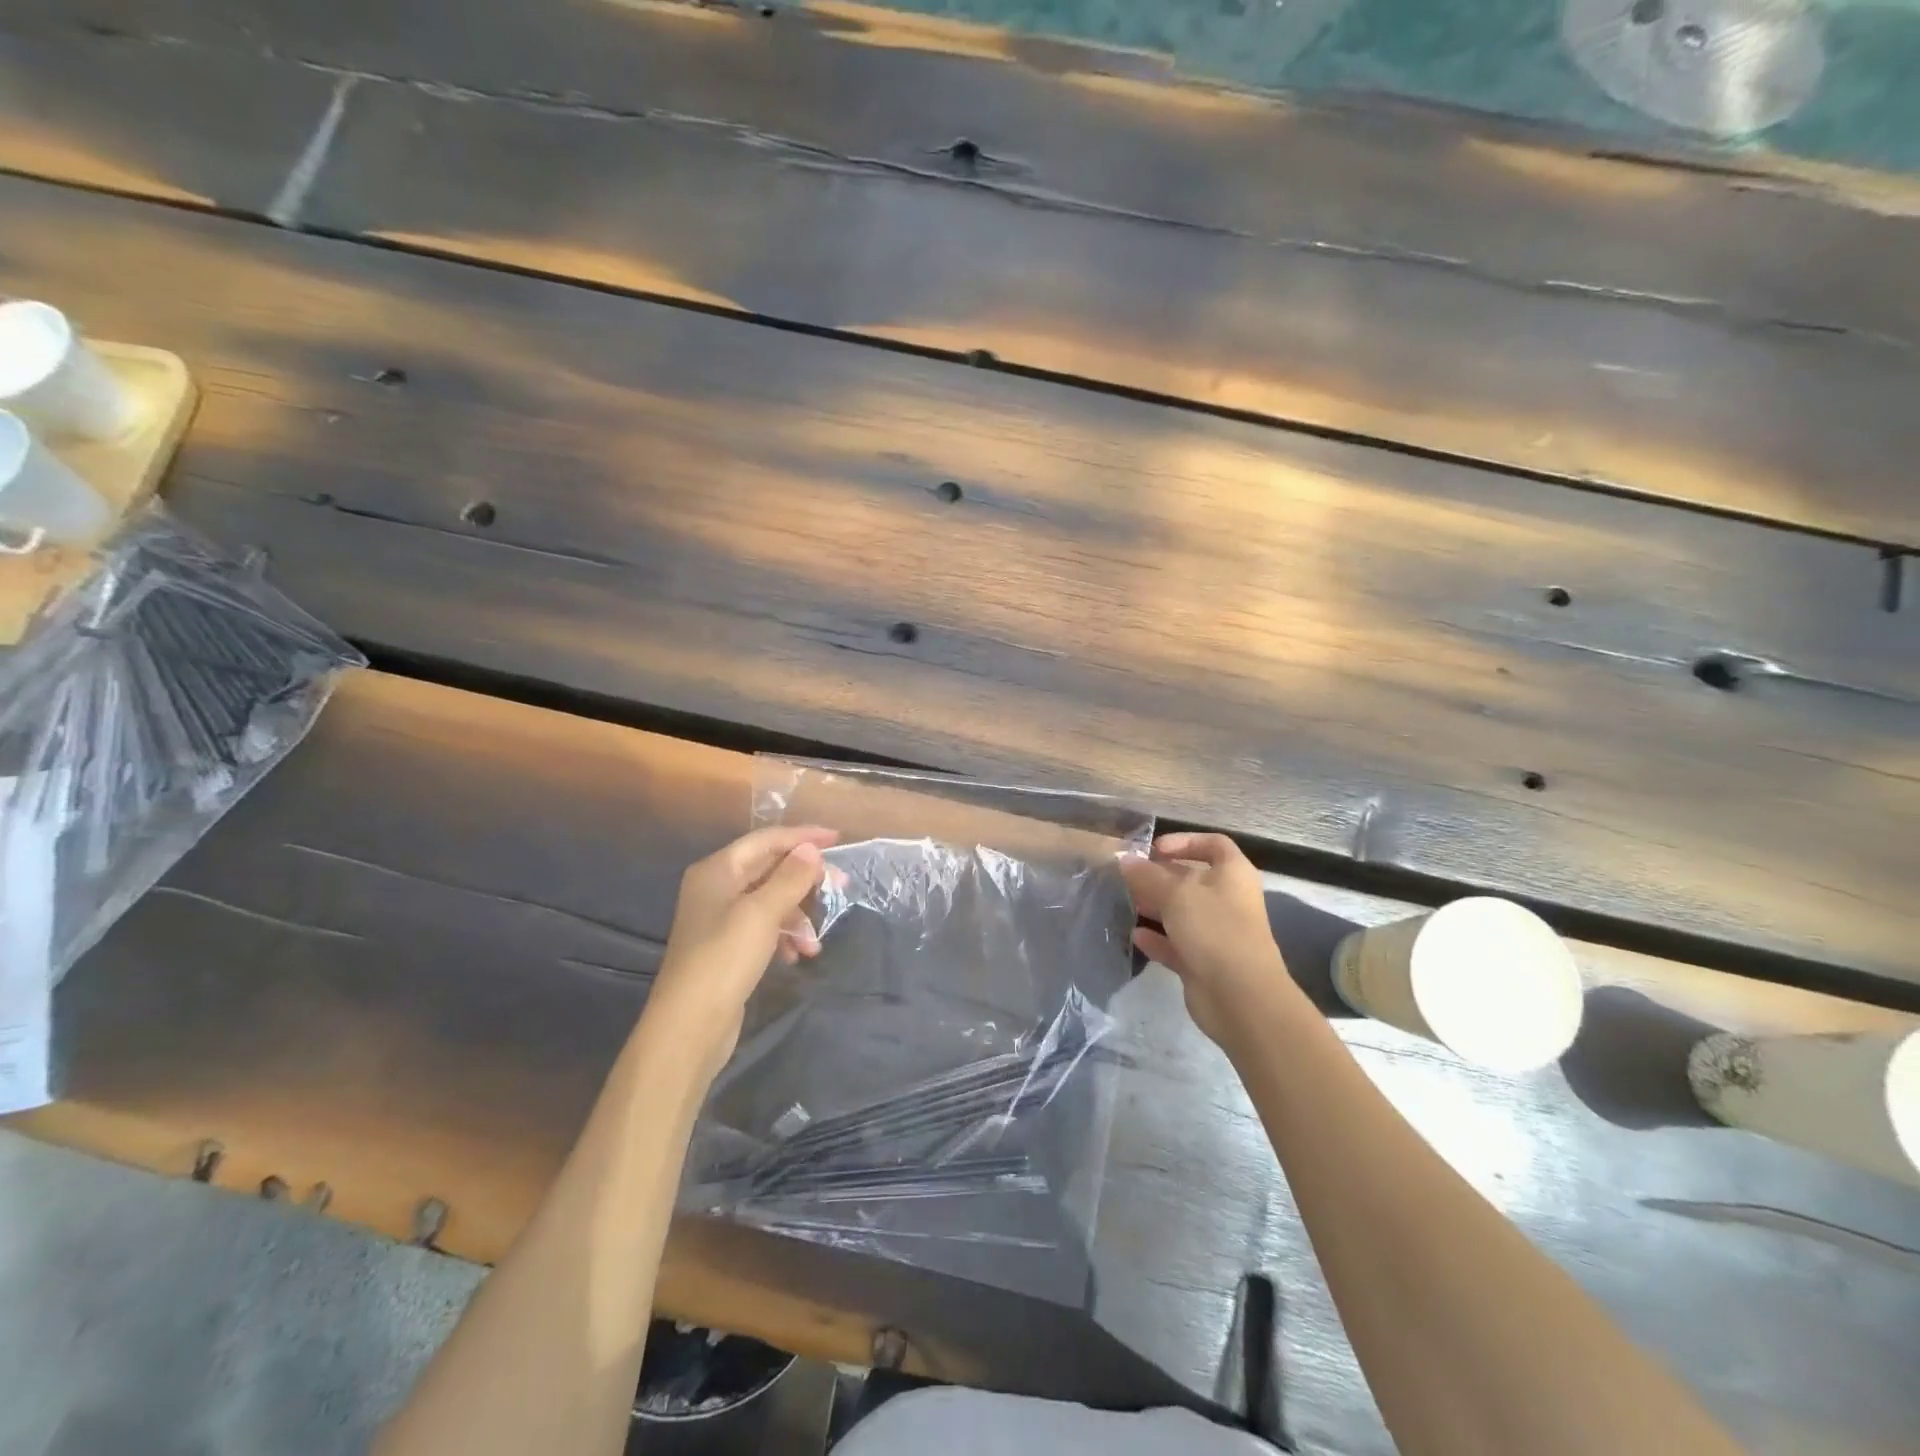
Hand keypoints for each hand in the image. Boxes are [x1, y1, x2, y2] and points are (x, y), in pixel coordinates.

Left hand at [644, 825, 837, 1075]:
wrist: (689, 1026)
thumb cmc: (724, 959)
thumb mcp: (762, 913)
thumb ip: (790, 878)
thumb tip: (810, 849)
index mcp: (717, 870)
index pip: (765, 839)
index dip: (802, 836)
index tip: (837, 839)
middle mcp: (716, 888)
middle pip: (769, 868)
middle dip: (805, 879)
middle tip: (840, 886)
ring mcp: (721, 918)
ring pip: (771, 901)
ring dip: (798, 916)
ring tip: (815, 942)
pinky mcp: (728, 947)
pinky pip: (765, 927)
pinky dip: (784, 936)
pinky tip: (797, 956)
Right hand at [1121, 833, 1299, 1047]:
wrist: (1241, 997)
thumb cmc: (1214, 929)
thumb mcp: (1176, 893)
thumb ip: (1147, 875)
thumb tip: (1125, 859)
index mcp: (1233, 875)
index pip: (1213, 845)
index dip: (1184, 841)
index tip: (1154, 849)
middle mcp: (1228, 900)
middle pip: (1192, 880)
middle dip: (1160, 877)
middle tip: (1129, 878)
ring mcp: (1217, 934)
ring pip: (1182, 913)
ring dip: (1155, 908)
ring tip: (1126, 903)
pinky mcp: (1204, 963)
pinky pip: (1177, 945)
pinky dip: (1157, 940)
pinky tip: (1135, 937)